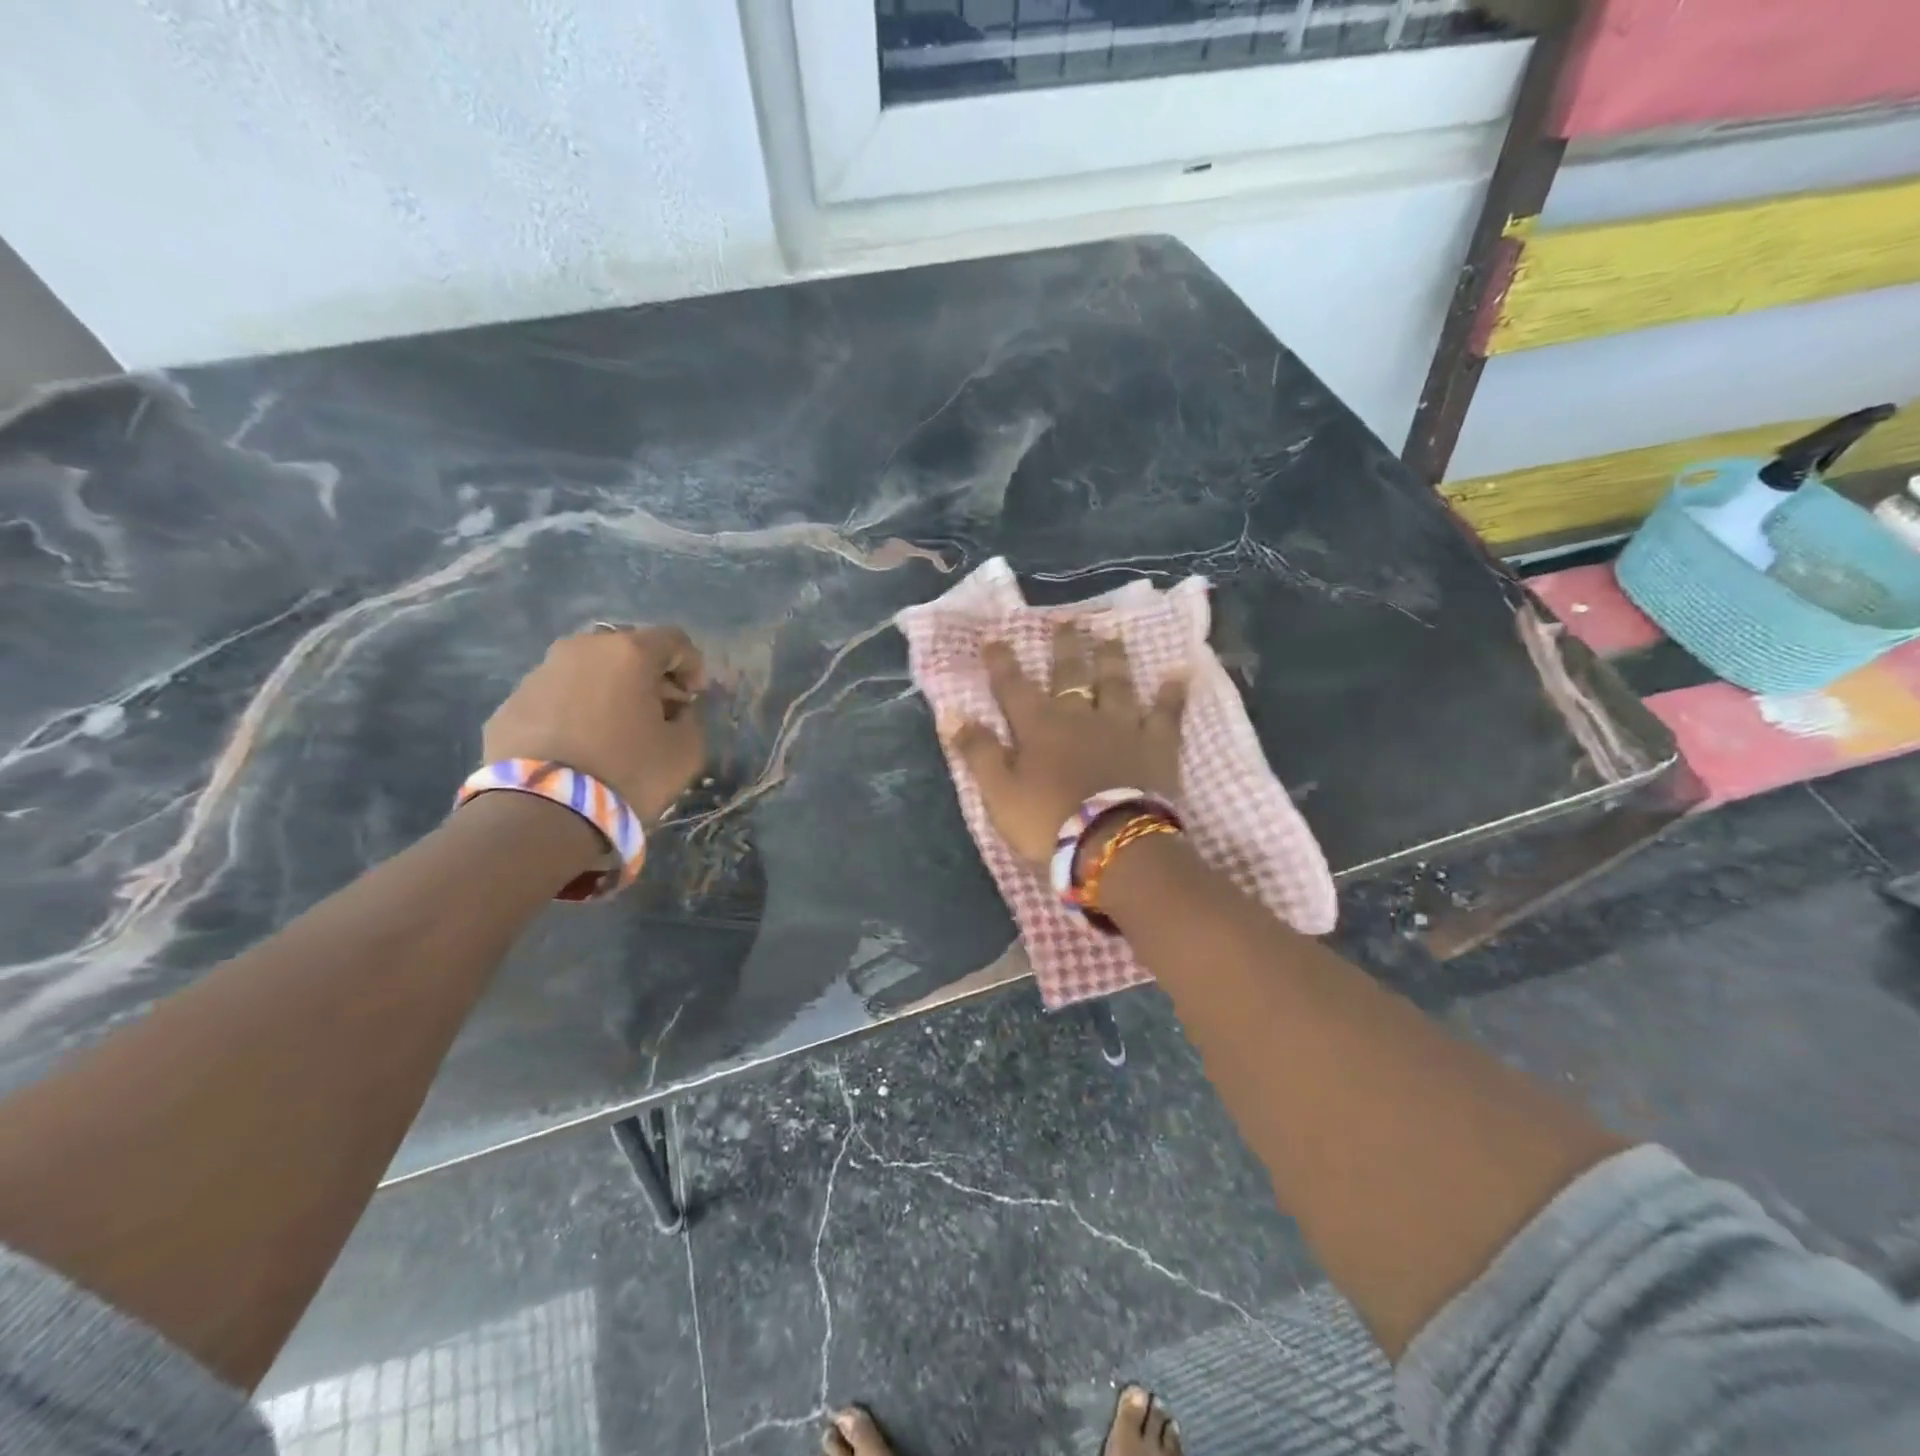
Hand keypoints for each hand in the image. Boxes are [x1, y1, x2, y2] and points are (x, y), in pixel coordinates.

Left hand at [482, 625, 707, 826]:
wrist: (542, 812)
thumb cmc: (628, 772)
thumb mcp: (685, 751)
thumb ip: (691, 720)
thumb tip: (676, 711)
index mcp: (628, 653)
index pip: (674, 640)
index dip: (692, 665)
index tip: (695, 698)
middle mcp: (581, 649)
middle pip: (626, 649)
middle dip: (647, 675)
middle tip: (658, 710)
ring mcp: (538, 674)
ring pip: (586, 671)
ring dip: (608, 691)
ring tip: (616, 730)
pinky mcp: (509, 704)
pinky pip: (555, 698)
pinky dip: (574, 712)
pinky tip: (580, 747)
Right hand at [946, 623, 1186, 866]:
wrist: (1113, 844)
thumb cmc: (1048, 822)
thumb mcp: (999, 792)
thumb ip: (978, 751)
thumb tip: (951, 713)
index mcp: (1038, 726)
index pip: (1013, 687)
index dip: (1002, 663)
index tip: (994, 639)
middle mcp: (1080, 715)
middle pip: (1070, 673)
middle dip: (1065, 646)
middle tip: (1067, 619)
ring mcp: (1122, 726)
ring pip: (1116, 683)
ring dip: (1112, 658)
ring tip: (1112, 635)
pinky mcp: (1157, 745)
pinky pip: (1166, 713)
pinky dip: (1172, 694)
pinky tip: (1180, 674)